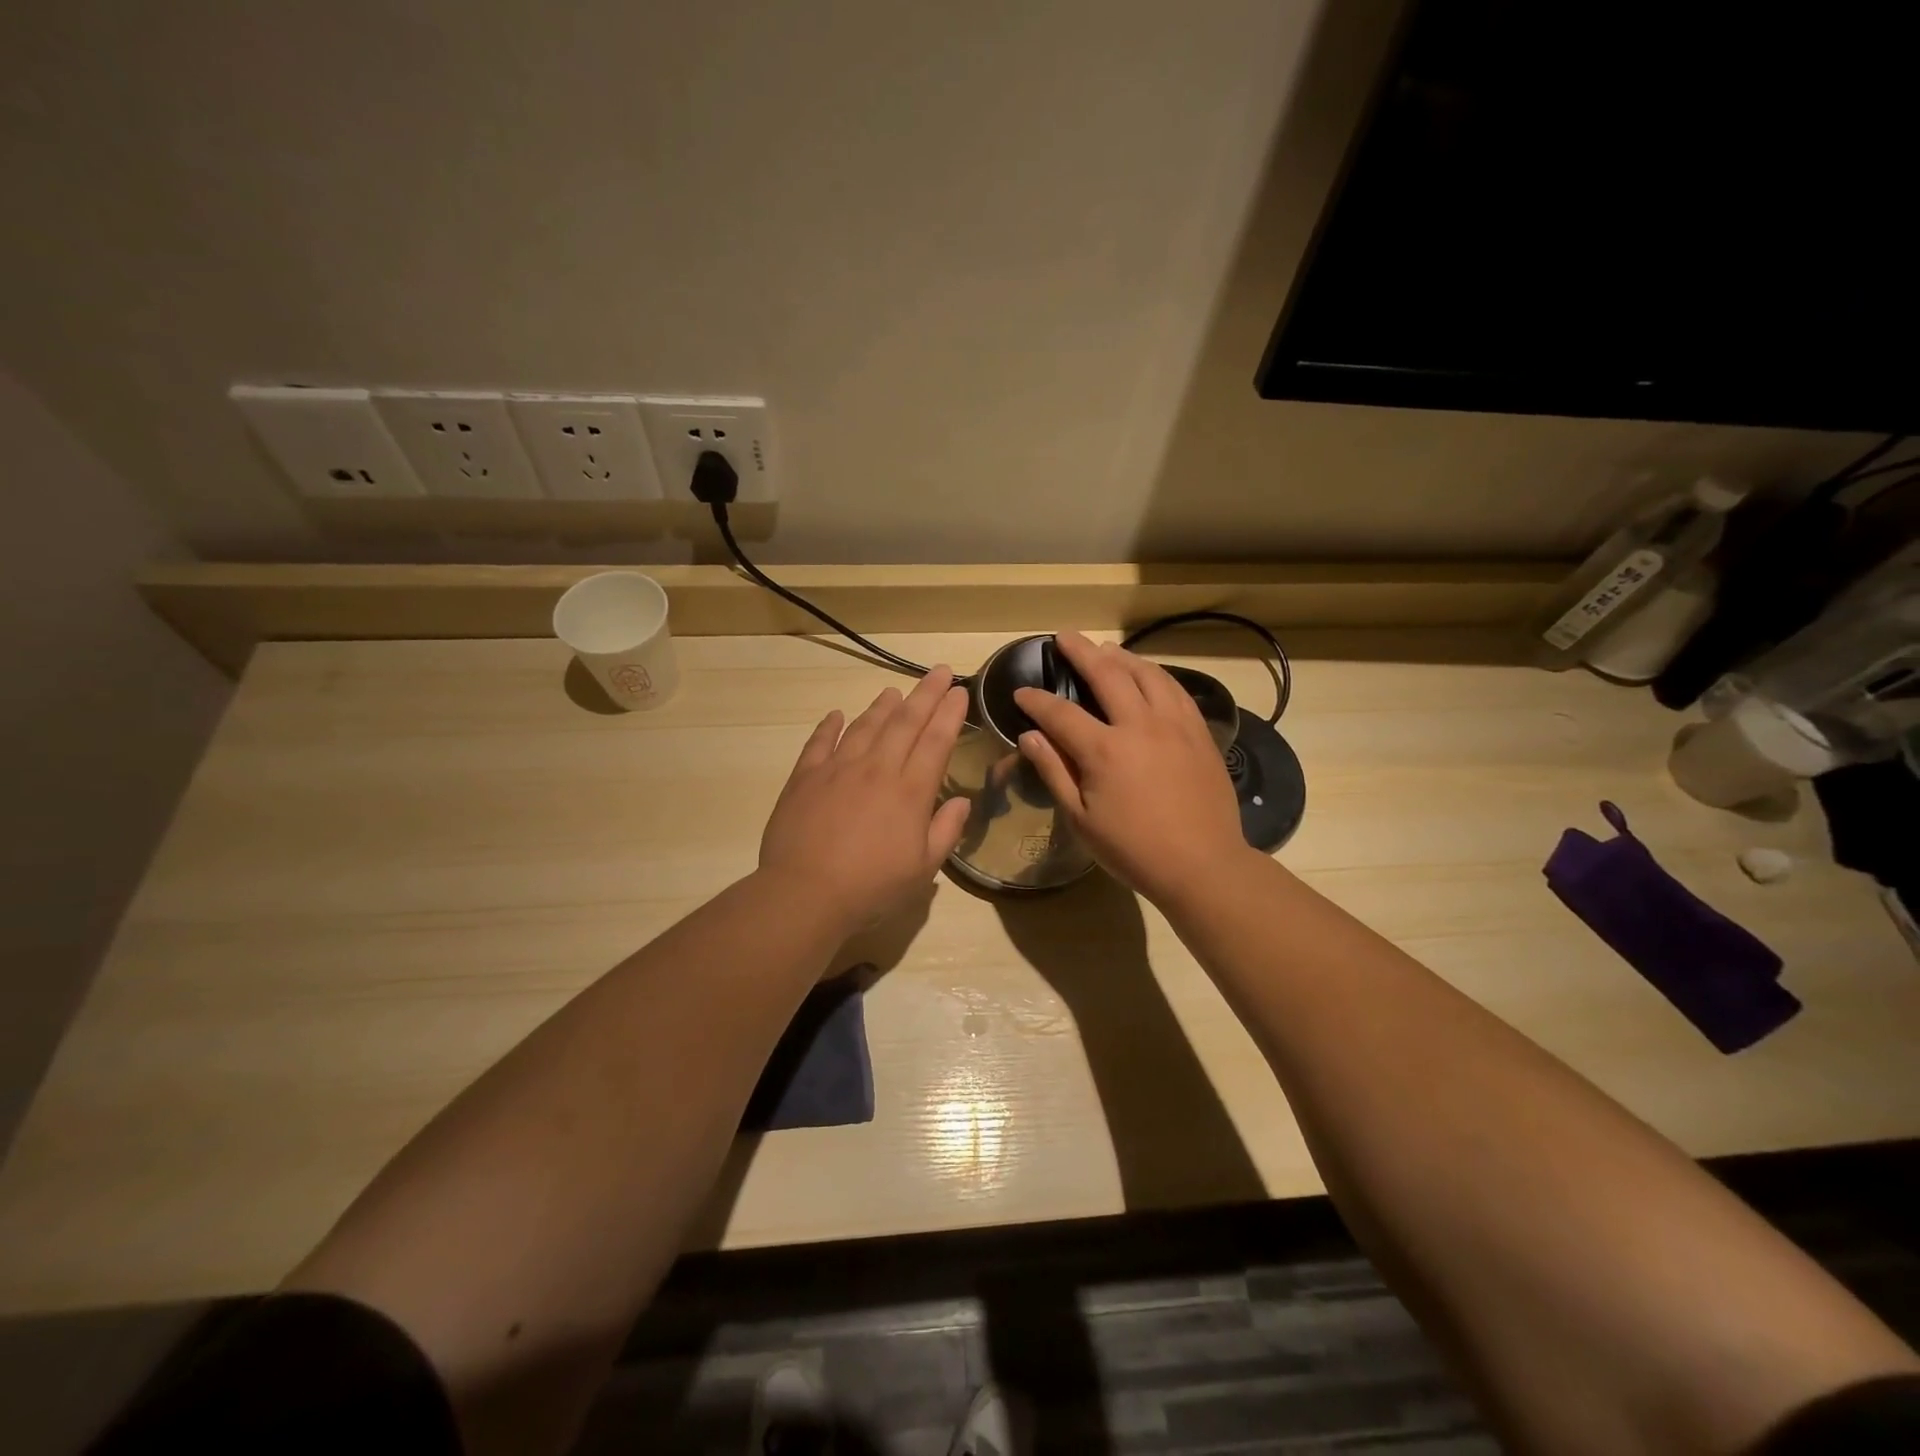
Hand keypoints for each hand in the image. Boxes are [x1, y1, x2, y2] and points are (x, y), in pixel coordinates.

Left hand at [759, 665, 971, 930]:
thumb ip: (946, 831)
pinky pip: (820, 742)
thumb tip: (962, 802)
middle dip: (925, 694)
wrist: (806, 894)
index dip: (949, 713)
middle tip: (938, 671)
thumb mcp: (923, 869)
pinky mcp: (805, 777)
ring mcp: (838, 769)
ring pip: (865, 726)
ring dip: (882, 706)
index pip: (936, 741)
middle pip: (905, 722)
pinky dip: (829, 726)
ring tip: (893, 690)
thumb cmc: (872, 887)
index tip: (959, 691)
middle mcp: (877, 769)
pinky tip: (836, 715)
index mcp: (910, 791)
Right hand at [1014, 632, 1251, 905]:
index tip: (1021, 692)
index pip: (1061, 713)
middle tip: (1064, 637)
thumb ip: (1054, 772)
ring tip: (1105, 649)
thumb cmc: (1133, 849)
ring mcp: (1175, 725)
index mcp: (1104, 750)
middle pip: (1107, 674)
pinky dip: (1156, 674)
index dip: (1037, 700)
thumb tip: (1030, 735)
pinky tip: (1148, 673)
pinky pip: (1176, 689)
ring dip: (1122, 656)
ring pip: (1146, 674)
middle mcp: (1140, 725)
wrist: (1202, 865)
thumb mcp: (1081, 819)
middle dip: (1081, 652)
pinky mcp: (1199, 732)